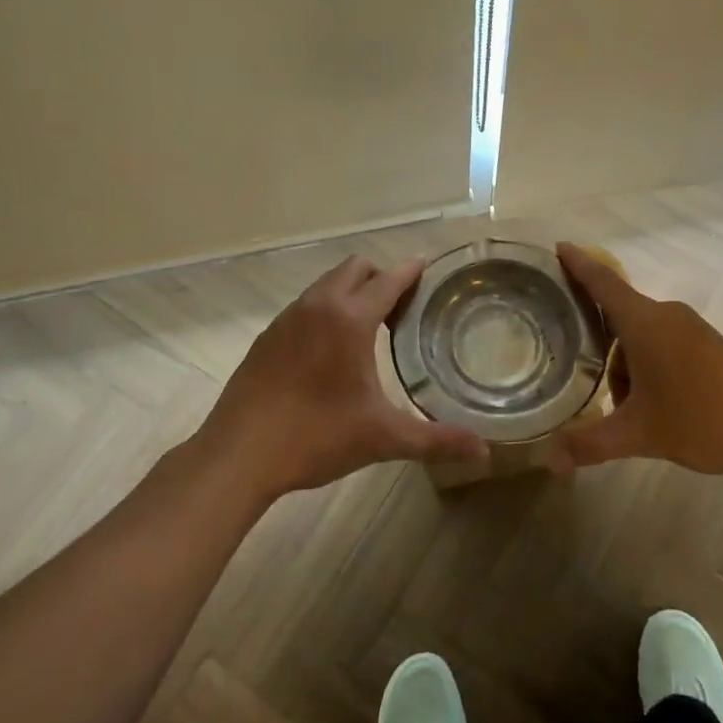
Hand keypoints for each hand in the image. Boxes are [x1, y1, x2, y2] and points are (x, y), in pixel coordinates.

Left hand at [193, 254, 489, 503]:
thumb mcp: (382, 438)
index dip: (411, 271)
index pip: (389, 279)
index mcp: (350, 319)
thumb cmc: (316, 438)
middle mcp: (318, 306)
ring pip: (327, 284)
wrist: (238, 454)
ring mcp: (288, 318)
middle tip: (402, 307)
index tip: (428, 269)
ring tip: (369, 326)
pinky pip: (306, 305)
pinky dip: (326, 309)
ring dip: (351, 291)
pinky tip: (330, 349)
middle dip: (381, 276)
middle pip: (356, 268)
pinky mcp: (268, 336)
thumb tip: (485, 452)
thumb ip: (436, 440)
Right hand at [555, 243, 722, 475]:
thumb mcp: (639, 435)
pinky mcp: (707, 345)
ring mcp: (690, 329)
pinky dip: (645, 364)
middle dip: (594, 336)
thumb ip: (590, 444)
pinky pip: (661, 343)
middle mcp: (665, 316)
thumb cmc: (702, 419)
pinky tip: (650, 404)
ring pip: (640, 334)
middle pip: (618, 312)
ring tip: (621, 407)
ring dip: (622, 362)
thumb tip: (551, 461)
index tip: (557, 246)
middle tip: (570, 357)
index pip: (602, 282)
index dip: (578, 264)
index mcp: (644, 323)